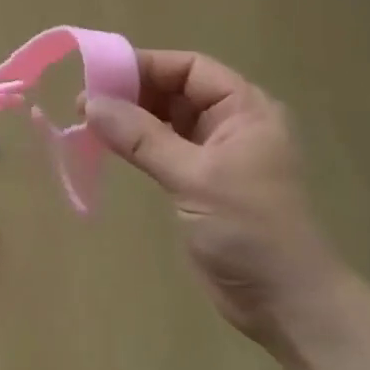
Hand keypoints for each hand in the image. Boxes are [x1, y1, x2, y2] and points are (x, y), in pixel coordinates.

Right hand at [85, 50, 338, 343]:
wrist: (284, 303)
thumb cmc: (249, 230)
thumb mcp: (194, 177)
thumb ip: (142, 138)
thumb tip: (91, 103)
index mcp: (246, 110)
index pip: (191, 68)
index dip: (146, 66)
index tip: (99, 75)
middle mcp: (233, 124)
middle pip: (177, 90)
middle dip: (133, 91)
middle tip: (85, 102)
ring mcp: (217, 154)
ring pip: (167, 119)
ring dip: (131, 117)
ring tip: (88, 121)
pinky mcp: (201, 182)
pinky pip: (164, 148)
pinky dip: (137, 143)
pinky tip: (109, 145)